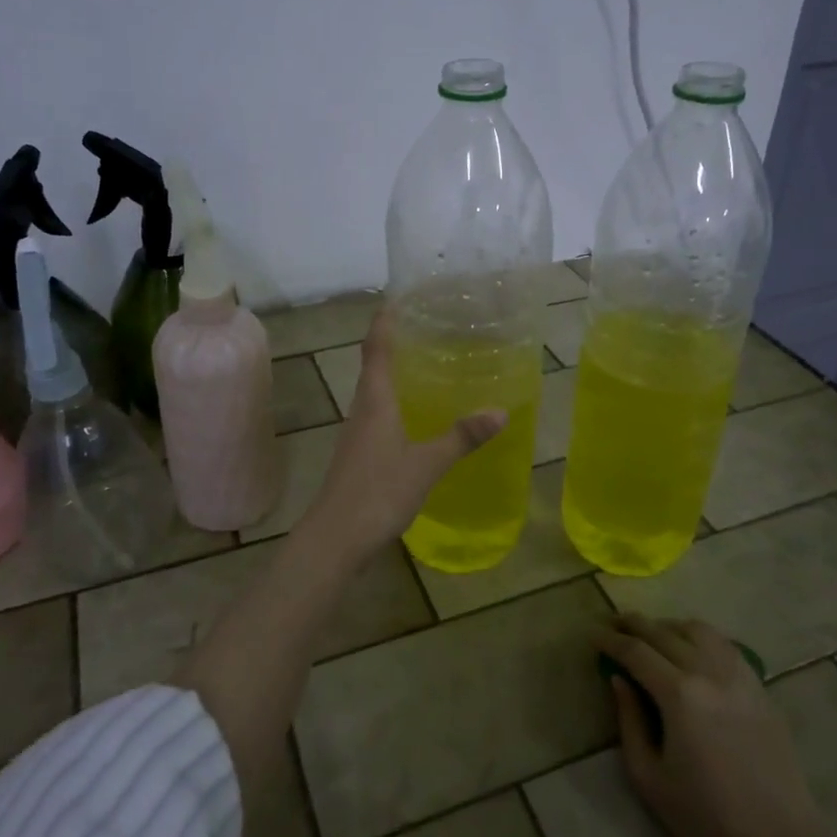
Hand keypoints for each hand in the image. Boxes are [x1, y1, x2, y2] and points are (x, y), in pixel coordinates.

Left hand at [298, 309, 503, 561]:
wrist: (335, 538)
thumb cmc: (378, 491)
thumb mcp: (426, 464)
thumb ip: (462, 438)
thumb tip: (500, 411)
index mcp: (375, 401)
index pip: (376, 348)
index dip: (385, 322)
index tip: (397, 298)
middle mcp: (363, 410)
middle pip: (375, 367)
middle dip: (395, 344)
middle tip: (428, 329)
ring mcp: (358, 434)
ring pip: (377, 394)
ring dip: (396, 376)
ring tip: (428, 366)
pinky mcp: (360, 456)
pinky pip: (380, 417)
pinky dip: (398, 405)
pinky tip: (418, 418)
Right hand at [599, 614, 835, 836]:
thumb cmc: (706, 819)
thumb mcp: (649, 777)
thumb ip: (629, 721)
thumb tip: (618, 680)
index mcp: (679, 694)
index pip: (635, 651)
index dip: (609, 640)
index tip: (591, 634)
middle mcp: (709, 672)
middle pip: (664, 632)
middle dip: (633, 624)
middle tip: (613, 624)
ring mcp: (740, 676)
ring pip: (698, 630)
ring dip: (668, 626)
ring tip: (652, 634)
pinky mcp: (760, 688)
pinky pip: (725, 646)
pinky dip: (700, 637)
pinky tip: (691, 649)